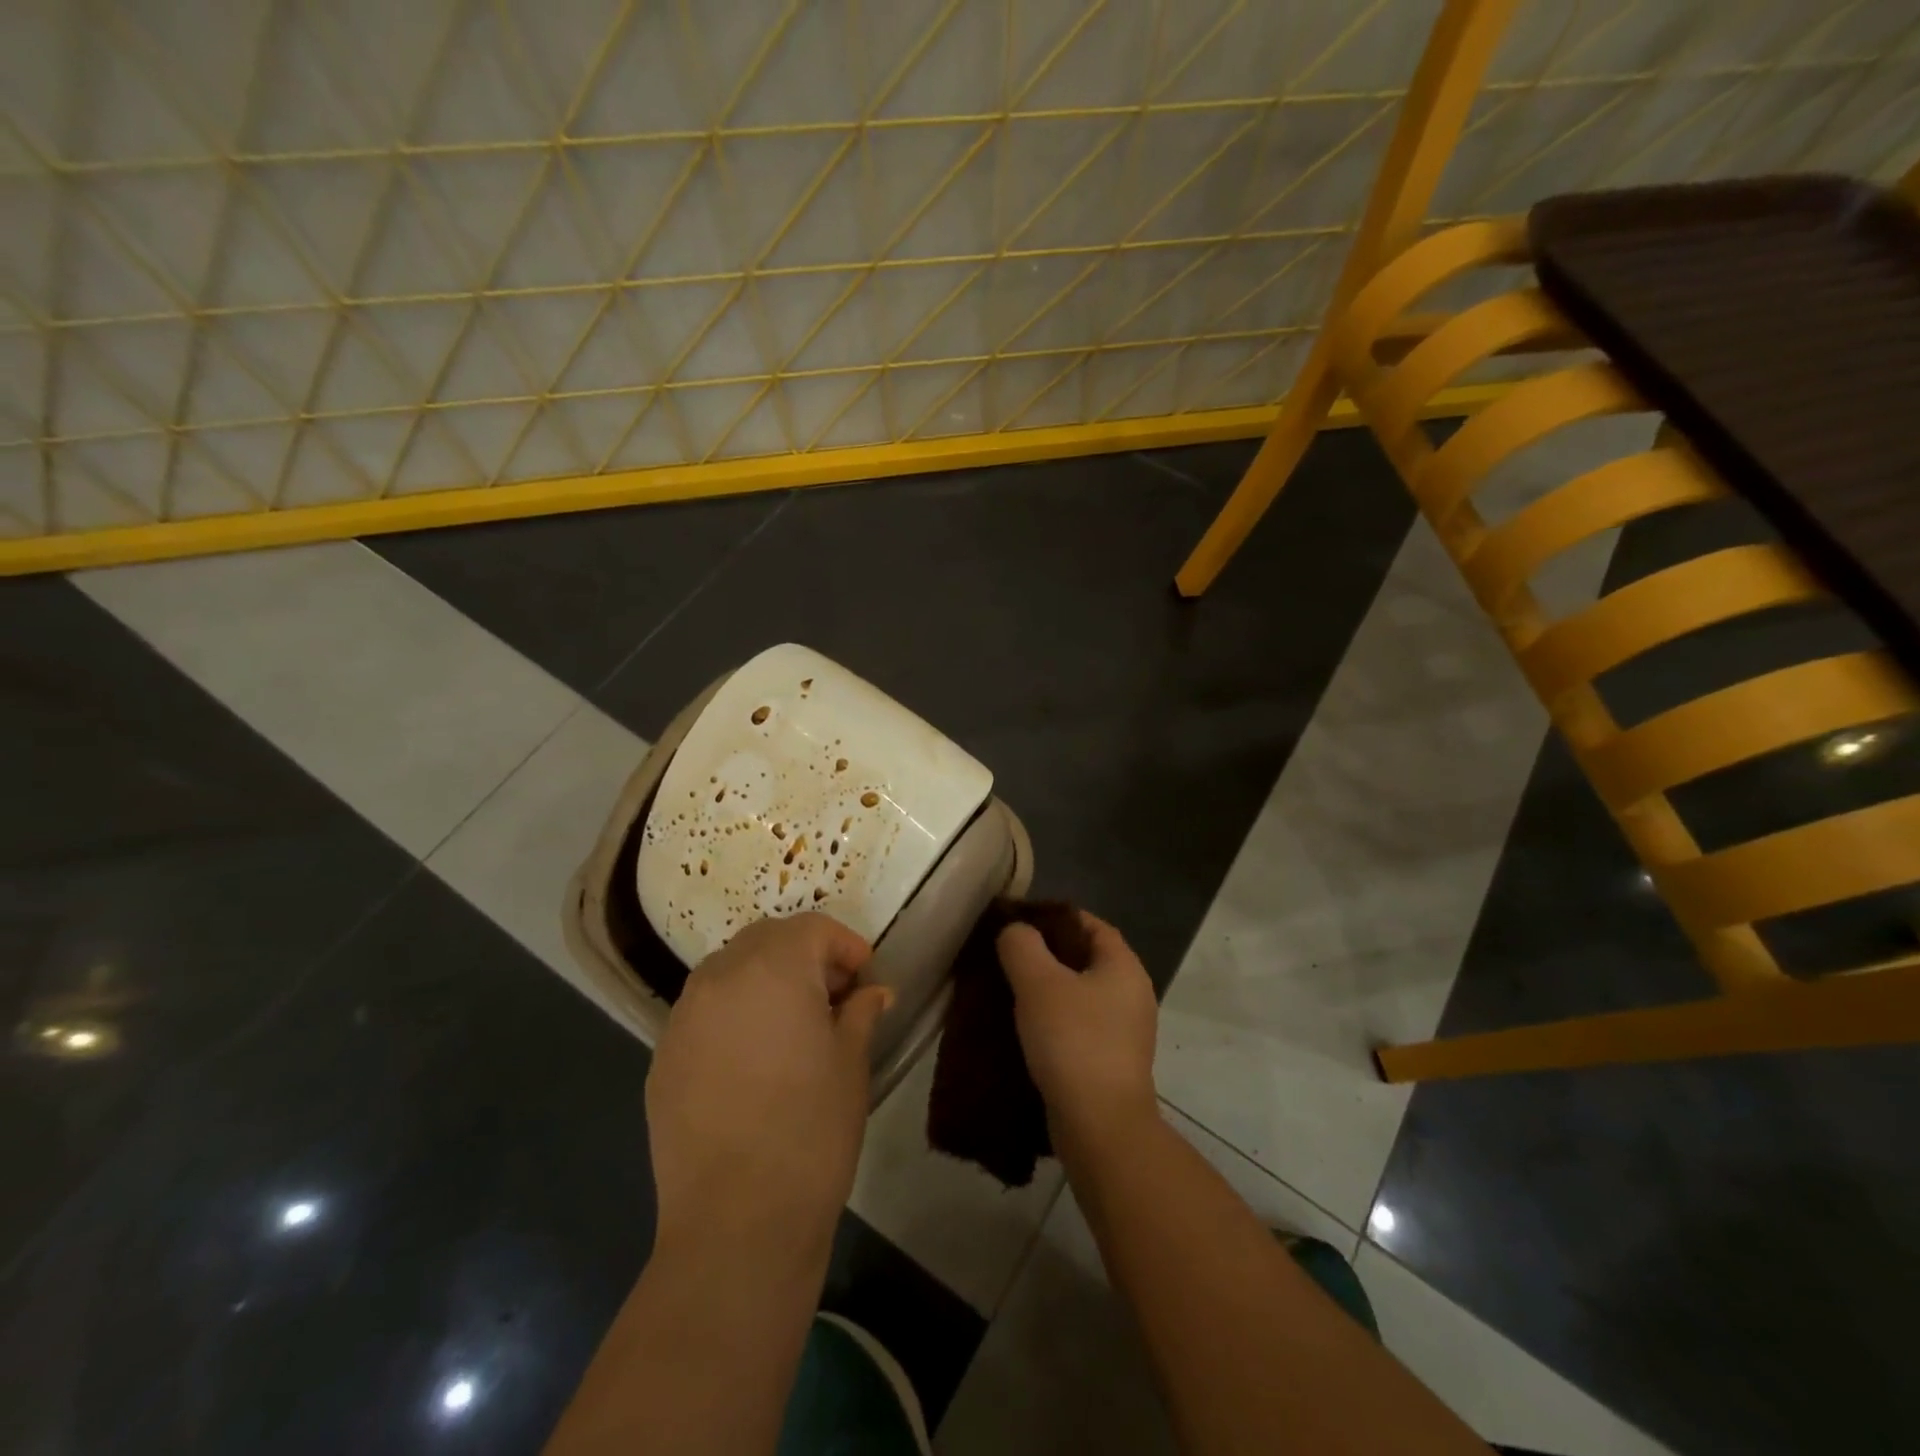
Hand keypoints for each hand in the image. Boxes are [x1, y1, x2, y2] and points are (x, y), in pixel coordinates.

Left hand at [645, 913, 890, 1270]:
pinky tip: (752, 1059)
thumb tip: (872, 993)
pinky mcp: (662, 1057)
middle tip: (832, 996)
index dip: (845, 946)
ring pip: (728, 971)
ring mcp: (683, 1017)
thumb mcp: (850, 1063)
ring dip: (764, 979)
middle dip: (803, 955)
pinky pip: (703, 1012)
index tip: (865, 978)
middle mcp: (720, 977)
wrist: (736, 1222)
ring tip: (791, 1025)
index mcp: (773, 969)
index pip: (812, 929)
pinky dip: (732, 1013)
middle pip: (766, 939)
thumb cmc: (811, 1131)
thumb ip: (861, 1012)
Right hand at [997, 911, 1158, 1148]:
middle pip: (1085, 958)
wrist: (1100, 1126)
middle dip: (1047, 953)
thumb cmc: (1073, 1042)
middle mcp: (1132, 994)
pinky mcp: (1111, 1062)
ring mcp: (1125, 1031)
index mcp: (1124, 966)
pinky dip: (1054, 1020)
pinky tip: (1024, 1028)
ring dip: (1048, 990)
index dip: (1054, 917)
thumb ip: (1022, 945)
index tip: (1019, 921)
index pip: (1090, 924)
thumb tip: (1015, 931)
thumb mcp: (1038, 983)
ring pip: (1080, 995)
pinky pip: (1079, 1026)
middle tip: (1007, 954)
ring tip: (1008, 989)